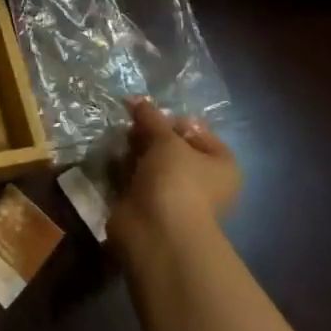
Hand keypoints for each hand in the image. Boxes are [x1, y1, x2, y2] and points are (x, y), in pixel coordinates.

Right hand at [107, 99, 240, 262]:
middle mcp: (202, 180)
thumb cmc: (177, 180)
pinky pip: (134, 179)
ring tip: (116, 138)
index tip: (148, 112)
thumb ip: (151, 117)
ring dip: (133, 151)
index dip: (173, 120)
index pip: (198, 132)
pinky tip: (110, 157)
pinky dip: (122, 169)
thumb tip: (136, 99)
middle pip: (172, 147)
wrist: (158, 231)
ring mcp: (174, 195)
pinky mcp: (148, 206)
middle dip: (148, 134)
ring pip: (150, 163)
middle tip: (128, 123)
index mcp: (220, 165)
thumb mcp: (166, 140)